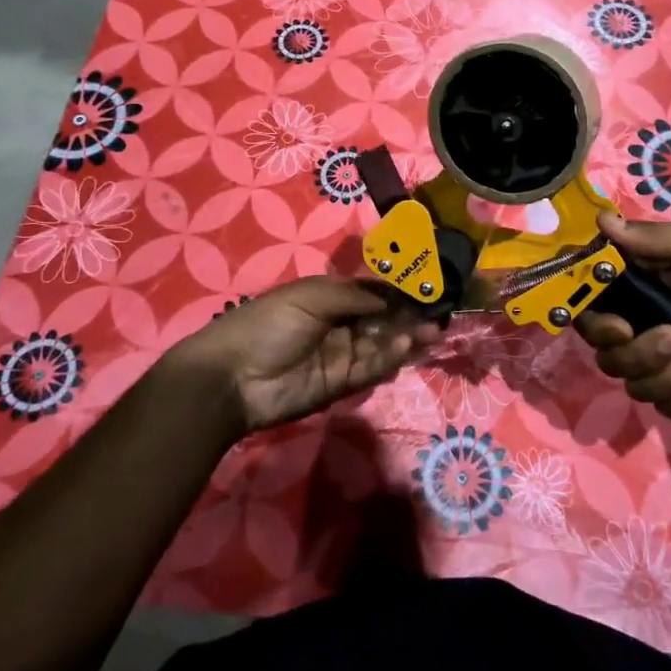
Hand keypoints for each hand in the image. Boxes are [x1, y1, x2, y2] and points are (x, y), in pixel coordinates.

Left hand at [160, 277, 441, 437]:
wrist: (232, 378)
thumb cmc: (268, 324)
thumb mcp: (310, 297)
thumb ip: (354, 296)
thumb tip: (391, 296)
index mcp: (327, 298)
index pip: (370, 292)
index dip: (397, 290)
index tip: (426, 286)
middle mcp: (337, 325)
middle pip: (381, 319)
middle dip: (408, 315)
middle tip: (439, 313)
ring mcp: (339, 356)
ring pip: (380, 345)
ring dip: (405, 337)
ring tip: (432, 331)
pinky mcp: (340, 385)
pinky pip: (370, 368)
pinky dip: (389, 358)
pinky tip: (406, 346)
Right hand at [575, 213, 670, 425]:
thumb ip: (655, 238)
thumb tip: (603, 221)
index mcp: (633, 290)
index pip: (589, 311)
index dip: (595, 324)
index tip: (622, 327)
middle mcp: (637, 327)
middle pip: (606, 355)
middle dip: (639, 353)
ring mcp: (659, 363)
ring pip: (635, 385)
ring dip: (668, 375)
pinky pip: (665, 409)